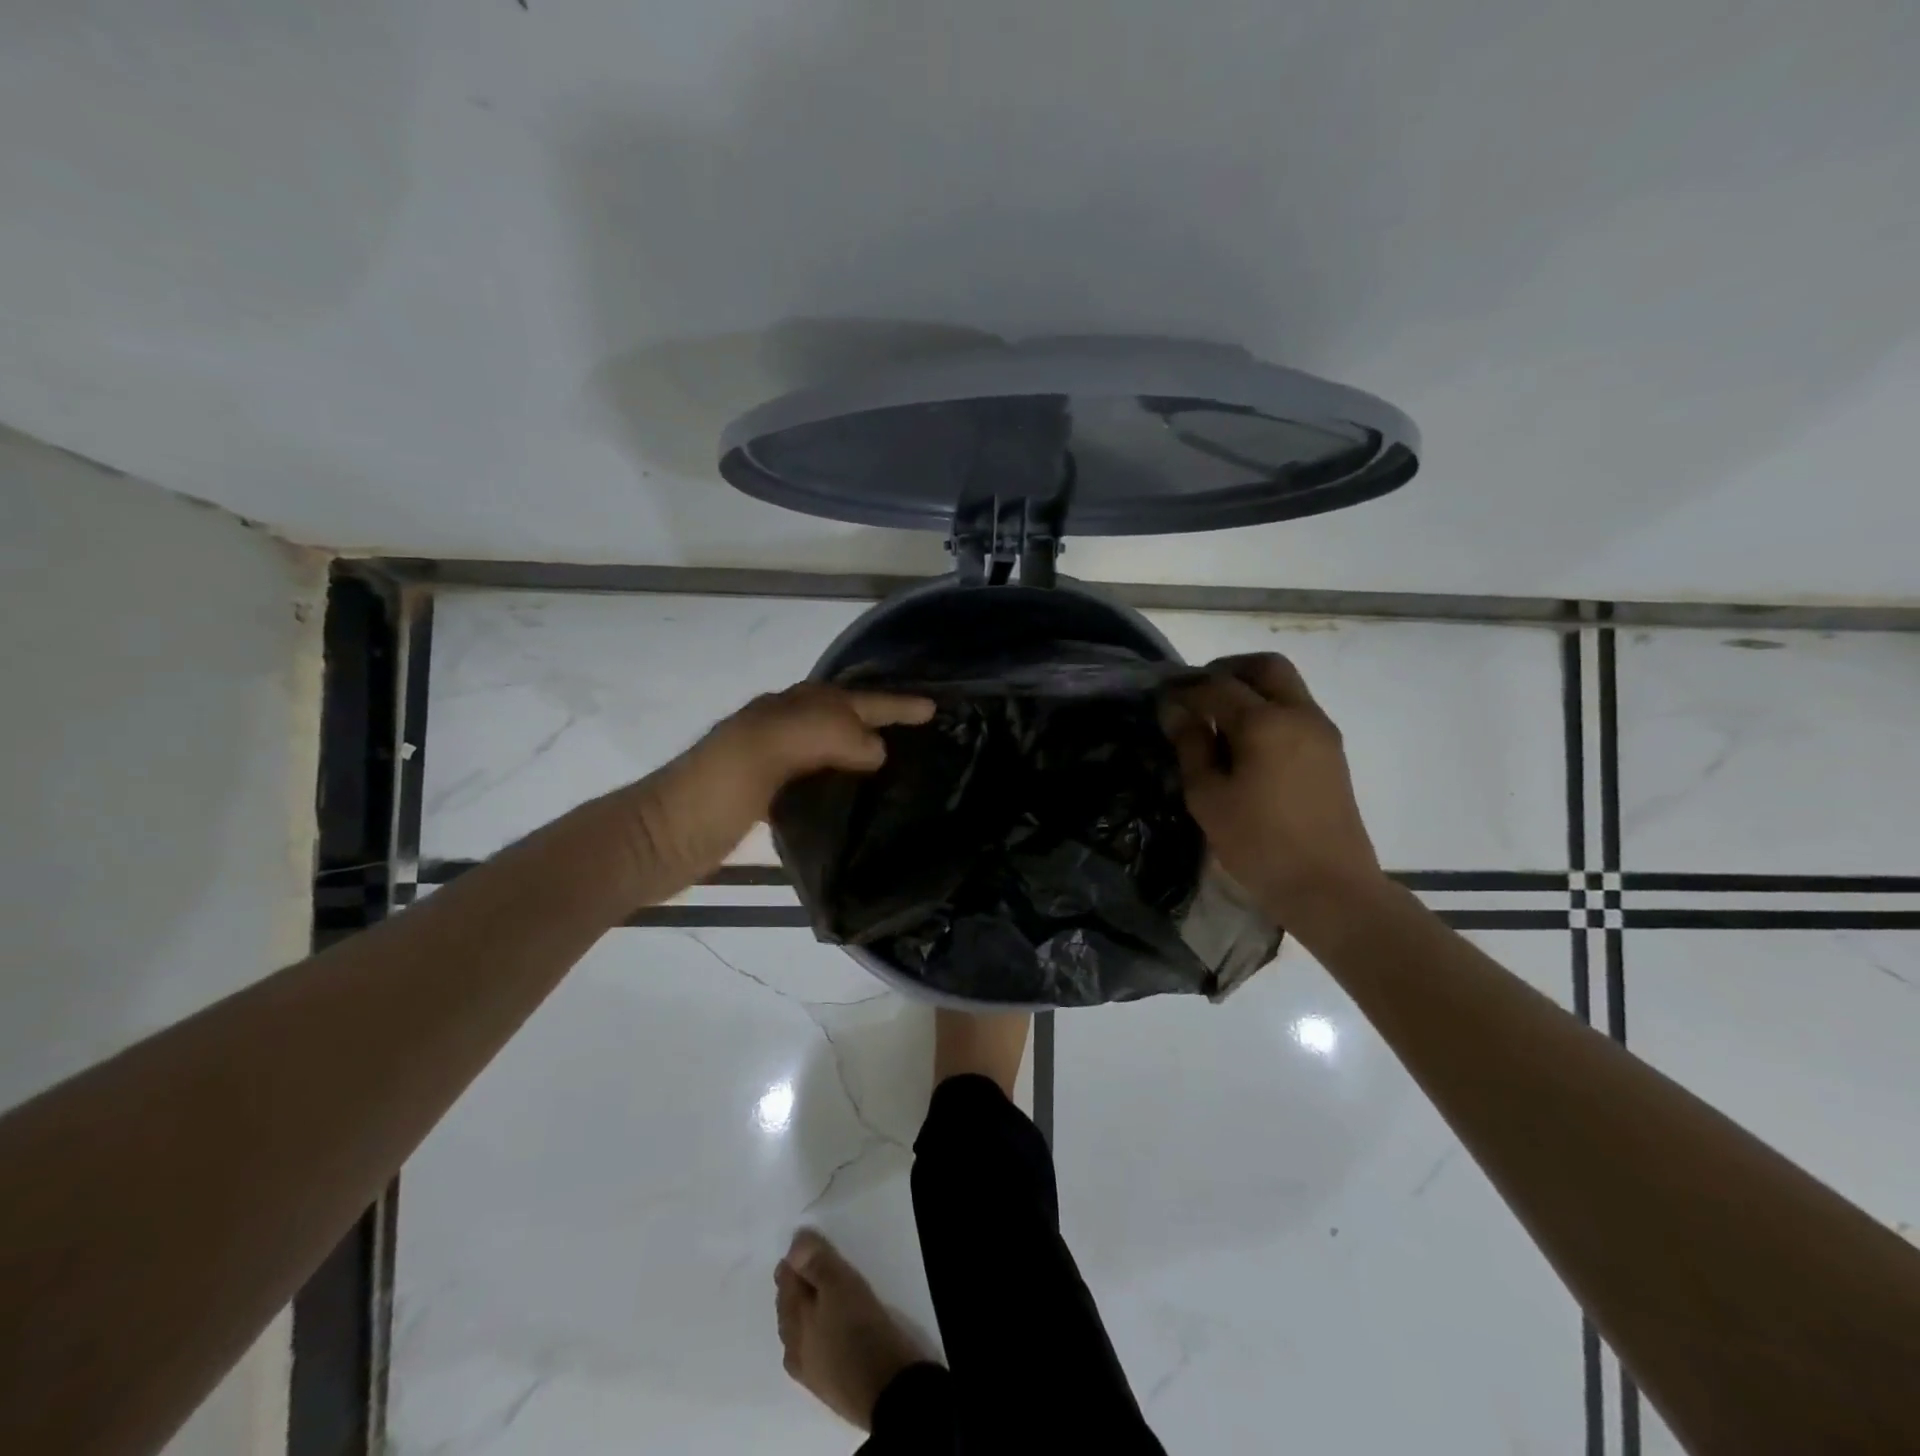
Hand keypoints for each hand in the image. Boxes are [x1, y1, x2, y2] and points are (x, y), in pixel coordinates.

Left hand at [610, 683, 933, 905]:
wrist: (654, 842)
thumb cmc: (708, 792)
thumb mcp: (763, 750)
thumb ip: (821, 735)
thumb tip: (875, 748)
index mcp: (781, 712)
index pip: (848, 700)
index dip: (891, 703)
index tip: (934, 709)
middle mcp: (778, 728)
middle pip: (840, 710)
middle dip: (880, 712)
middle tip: (922, 726)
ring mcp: (770, 762)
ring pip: (830, 739)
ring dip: (864, 740)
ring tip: (901, 755)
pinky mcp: (766, 796)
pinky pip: (818, 771)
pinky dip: (844, 772)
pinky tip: (858, 793)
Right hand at [1161, 654, 1382, 926]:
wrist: (1330, 887)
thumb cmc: (1259, 844)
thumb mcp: (1209, 797)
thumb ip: (1191, 746)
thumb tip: (1176, 711)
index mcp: (1265, 723)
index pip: (1217, 685)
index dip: (1185, 688)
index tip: (1162, 698)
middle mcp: (1299, 714)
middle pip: (1264, 666)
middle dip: (1227, 670)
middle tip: (1197, 695)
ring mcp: (1321, 731)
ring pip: (1285, 686)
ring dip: (1250, 689)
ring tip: (1218, 722)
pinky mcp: (1331, 751)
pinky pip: (1296, 710)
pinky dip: (1268, 709)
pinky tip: (1245, 743)